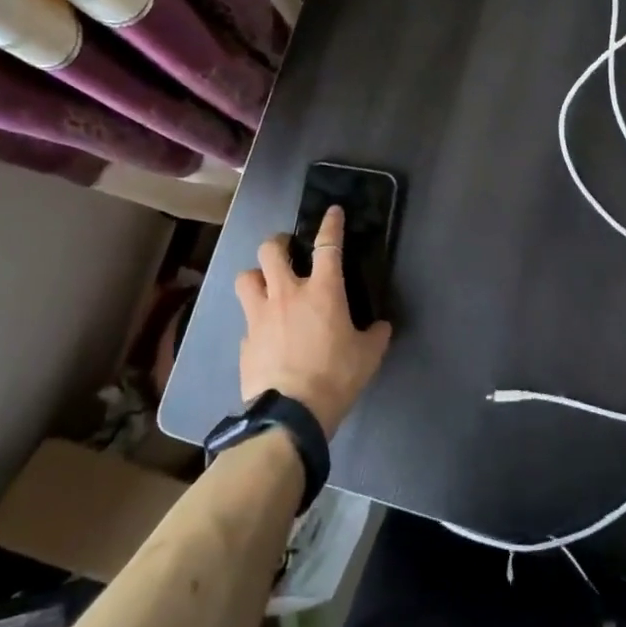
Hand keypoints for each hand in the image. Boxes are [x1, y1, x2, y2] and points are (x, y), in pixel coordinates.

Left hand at [234, 206, 392, 437]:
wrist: (289, 415)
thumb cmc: (335, 378)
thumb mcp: (368, 356)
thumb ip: (375, 335)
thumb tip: (380, 327)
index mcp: (322, 290)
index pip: (328, 244)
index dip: (330, 224)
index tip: (332, 211)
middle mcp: (287, 293)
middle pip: (271, 249)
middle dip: (278, 243)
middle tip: (288, 252)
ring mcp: (260, 315)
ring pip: (246, 277)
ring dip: (256, 276)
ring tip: (266, 286)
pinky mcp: (245, 340)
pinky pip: (247, 320)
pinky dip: (256, 321)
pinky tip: (265, 334)